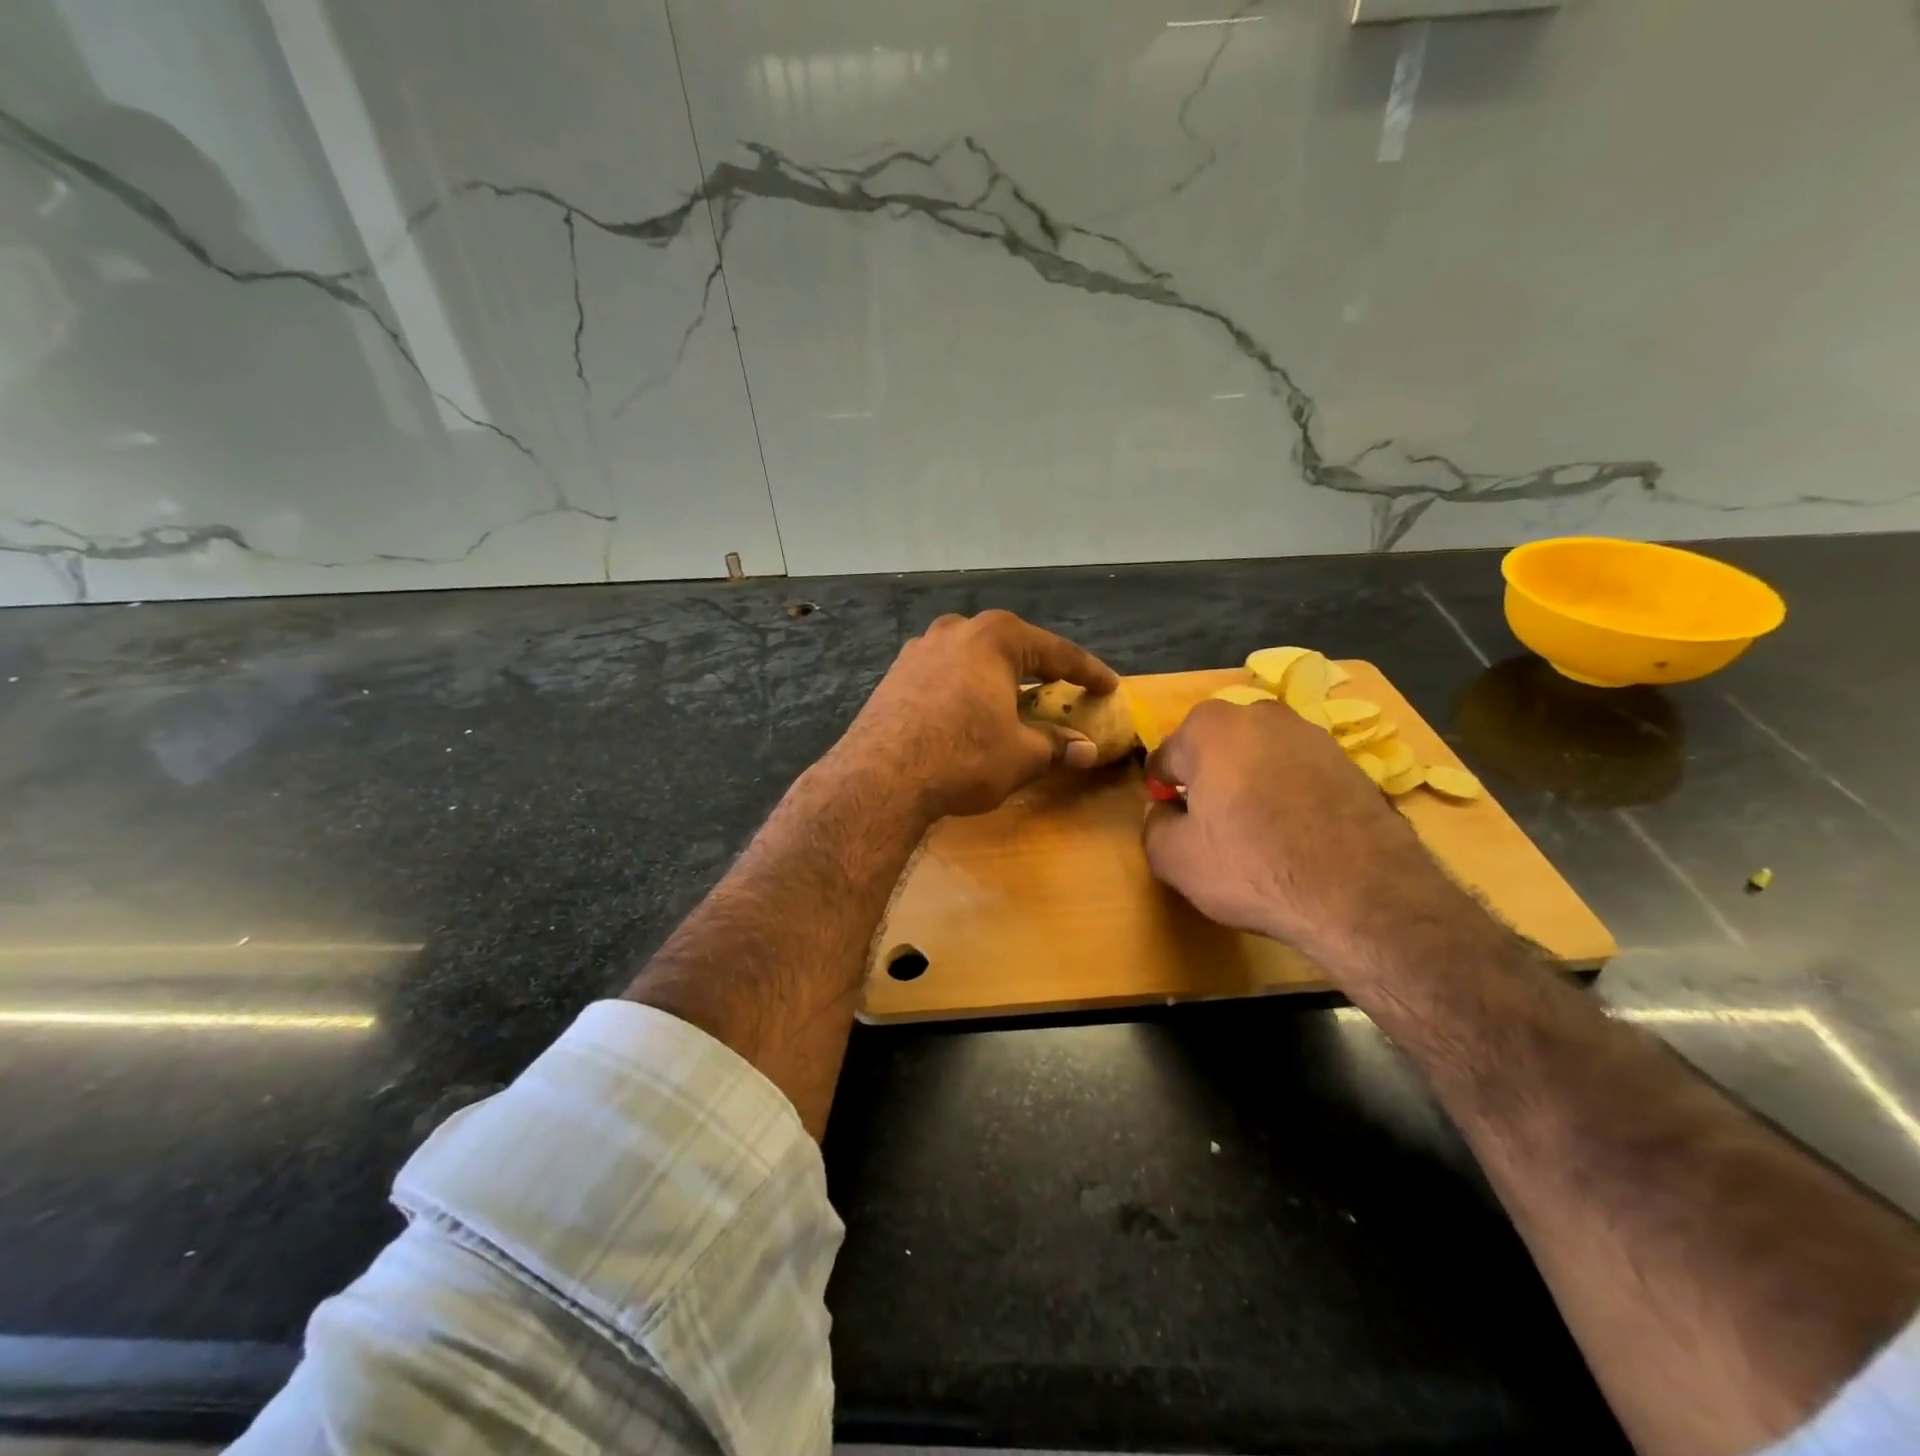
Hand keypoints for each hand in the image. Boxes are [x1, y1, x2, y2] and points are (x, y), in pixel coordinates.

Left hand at [840, 610, 1118, 820]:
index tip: (1109, 686)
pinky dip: (965, 688)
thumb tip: (1087, 750)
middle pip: (1011, 647)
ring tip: (1013, 699)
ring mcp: (919, 649)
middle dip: (1039, 668)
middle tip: (1062, 687)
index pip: (1057, 652)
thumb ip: (1057, 745)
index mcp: (995, 637)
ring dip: (997, 677)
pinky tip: (968, 711)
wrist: (880, 777)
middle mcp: (956, 630)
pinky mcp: (895, 674)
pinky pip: (944, 675)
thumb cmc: (963, 757)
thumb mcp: (1021, 755)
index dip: (1088, 672)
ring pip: (972, 658)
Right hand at [1141, 699, 1458, 966]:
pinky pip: (1299, 774)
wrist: (1362, 894)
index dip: (1162, 791)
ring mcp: (1312, 734)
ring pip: (1260, 758)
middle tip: (1212, 825)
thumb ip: (1153, 824)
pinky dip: (1290, 794)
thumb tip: (1165, 811)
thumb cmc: (1251, 866)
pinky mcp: (1350, 762)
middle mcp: (1260, 715)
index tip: (1171, 820)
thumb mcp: (1173, 857)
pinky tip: (1296, 835)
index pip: (1166, 756)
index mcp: (1209, 727)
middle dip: (1208, 778)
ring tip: (1258, 832)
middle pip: (1216, 749)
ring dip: (1251, 783)